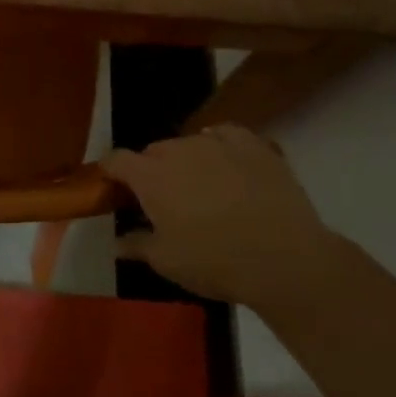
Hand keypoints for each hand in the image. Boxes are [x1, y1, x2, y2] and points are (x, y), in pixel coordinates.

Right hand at [103, 125, 346, 312]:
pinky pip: (226, 134)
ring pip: (189, 142)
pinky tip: (226, 160)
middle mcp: (179, 150)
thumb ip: (137, 245)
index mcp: (150, 176)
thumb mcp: (167, 262)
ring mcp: (217, 142)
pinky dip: (220, 143)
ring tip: (200, 185)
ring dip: (186, 159)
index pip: (116, 160)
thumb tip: (117, 242)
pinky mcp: (253, 144)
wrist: (285, 259)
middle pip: (153, 150)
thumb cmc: (215, 262)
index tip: (112, 187)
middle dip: (151, 169)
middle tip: (162, 199)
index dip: (110, 171)